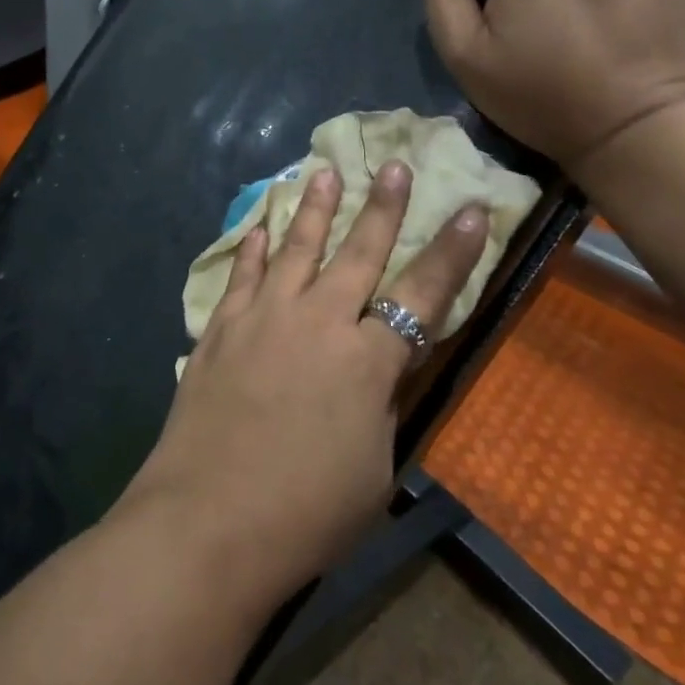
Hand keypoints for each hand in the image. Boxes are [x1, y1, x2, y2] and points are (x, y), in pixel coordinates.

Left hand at [123, 163, 488, 600]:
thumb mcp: (373, 466)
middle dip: (382, 206)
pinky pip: (241, 276)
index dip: (453, 252)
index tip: (474, 210)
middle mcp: (317, 321)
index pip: (424, 294)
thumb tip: (379, 370)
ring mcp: (263, 318)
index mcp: (367, 360)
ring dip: (315, 209)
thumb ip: (381, 405)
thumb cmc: (307, 512)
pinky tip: (258, 227)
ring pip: (295, 248)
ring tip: (324, 172)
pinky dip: (252, 248)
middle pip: (358, 252)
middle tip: (394, 165)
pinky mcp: (220, 329)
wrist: (209, 520)